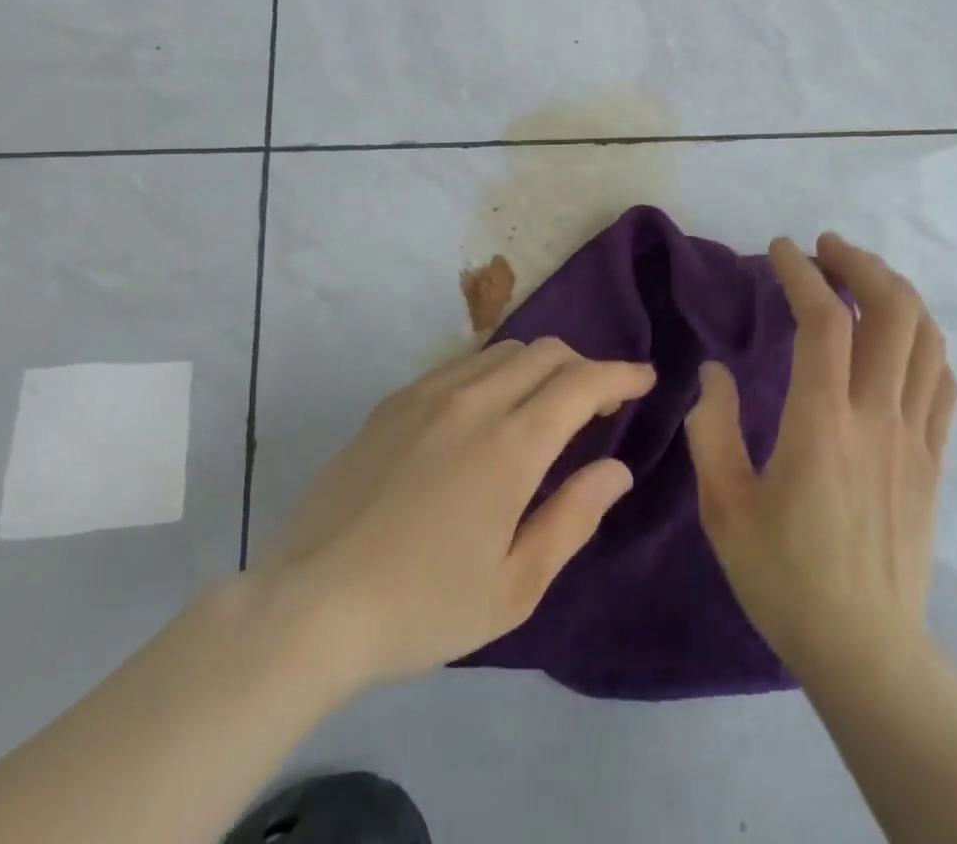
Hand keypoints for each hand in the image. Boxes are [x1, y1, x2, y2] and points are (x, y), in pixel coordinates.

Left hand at [256, 338, 654, 696]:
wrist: (312, 603)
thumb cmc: (423, 606)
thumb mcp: (514, 587)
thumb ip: (573, 518)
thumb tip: (617, 469)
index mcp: (510, 445)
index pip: (583, 382)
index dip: (621, 374)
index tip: (645, 379)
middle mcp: (474, 401)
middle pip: (547, 352)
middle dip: (584, 367)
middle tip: (598, 405)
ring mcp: (429, 393)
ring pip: (504, 350)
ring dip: (540, 366)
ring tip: (545, 405)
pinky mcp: (395, 400)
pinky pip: (462, 363)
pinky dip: (495, 371)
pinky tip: (487, 411)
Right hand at [685, 233, 956, 685]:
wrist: (865, 649)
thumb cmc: (784, 576)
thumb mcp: (723, 505)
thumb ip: (712, 427)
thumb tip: (714, 372)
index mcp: (822, 423)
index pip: (824, 322)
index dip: (803, 273)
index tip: (781, 249)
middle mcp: (877, 416)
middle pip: (892, 312)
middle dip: (861, 264)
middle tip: (827, 249)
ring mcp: (915, 436)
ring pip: (926, 338)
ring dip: (896, 292)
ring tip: (862, 278)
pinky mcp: (934, 459)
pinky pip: (942, 380)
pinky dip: (923, 340)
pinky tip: (897, 337)